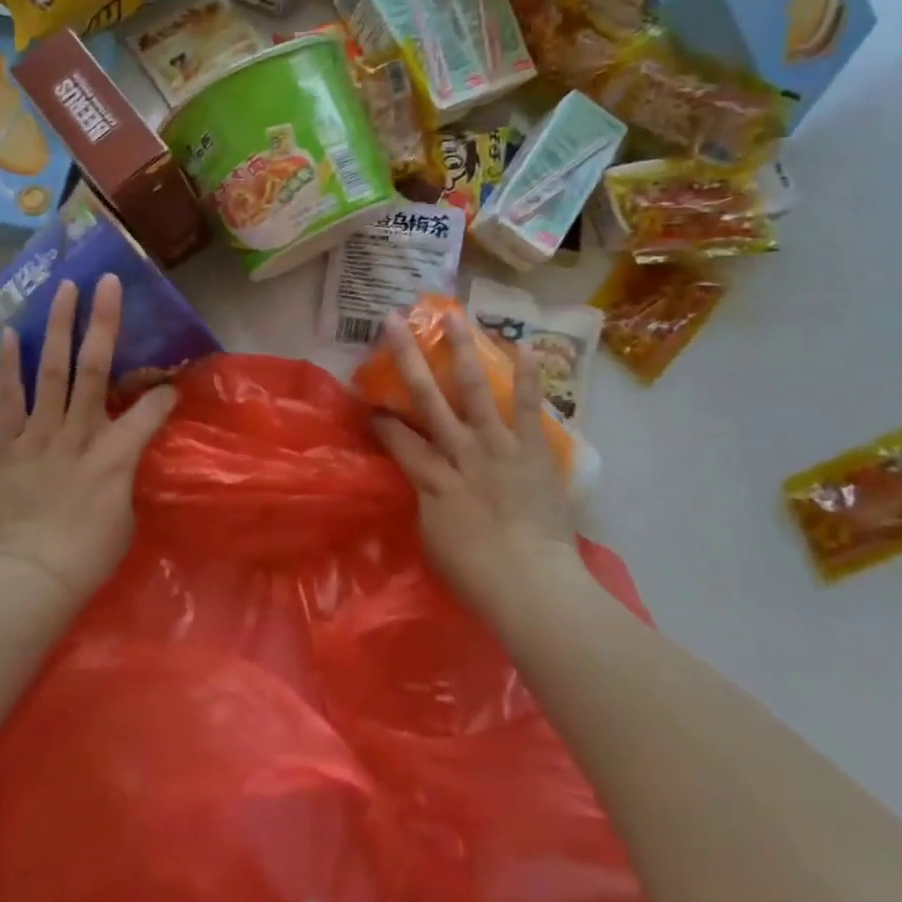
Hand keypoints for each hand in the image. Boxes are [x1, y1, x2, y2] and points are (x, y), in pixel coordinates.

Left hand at [0, 275, 175, 604]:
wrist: (27, 582)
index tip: (172, 380)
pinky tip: (10, 334)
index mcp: (116, 455)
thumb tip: (125, 452)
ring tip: (63, 290)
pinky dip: (9, 367)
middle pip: (95, 368)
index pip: (150, 409)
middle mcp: (79, 433)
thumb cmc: (87, 557)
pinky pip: (8, 400)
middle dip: (104, 322)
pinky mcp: (6, 447)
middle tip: (107, 282)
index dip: (165, 391)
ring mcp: (39, 436)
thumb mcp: (126, 516)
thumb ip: (126, 473)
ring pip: (52, 371)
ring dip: (58, 327)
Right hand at [370, 310, 583, 615]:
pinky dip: (528, 375)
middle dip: (406, 356)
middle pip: (425, 395)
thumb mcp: (432, 537)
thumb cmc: (476, 574)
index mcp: (430, 476)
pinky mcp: (533, 448)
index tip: (367, 397)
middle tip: (392, 320)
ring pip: (473, 388)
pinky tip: (523, 344)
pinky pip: (529, 406)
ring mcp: (497, 445)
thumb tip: (424, 480)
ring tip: (452, 315)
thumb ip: (426, 500)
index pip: (395, 436)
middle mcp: (458, 450)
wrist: (533, 586)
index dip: (379, 415)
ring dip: (461, 349)